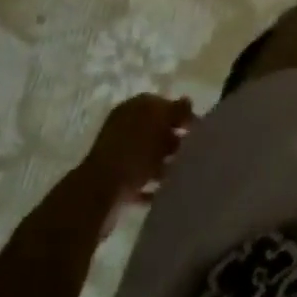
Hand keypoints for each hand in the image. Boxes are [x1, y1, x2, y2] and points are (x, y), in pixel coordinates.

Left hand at [80, 94, 193, 220]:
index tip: (197, 127)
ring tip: (183, 172)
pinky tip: (168, 192)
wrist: (99, 194)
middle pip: (154, 131)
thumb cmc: (132, 151)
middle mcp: (123, 129)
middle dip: (174, 139)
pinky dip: (154, 186)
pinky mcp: (117, 185)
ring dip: (165, 164)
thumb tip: (187, 101)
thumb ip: (175, 110)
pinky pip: (141, 182)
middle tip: (193, 150)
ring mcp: (118, 158)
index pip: (160, 104)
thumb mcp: (158, 122)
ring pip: (148, 157)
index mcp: (131, 109)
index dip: (179, 113)